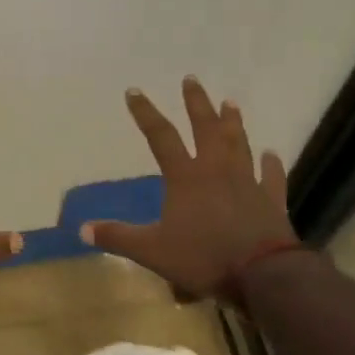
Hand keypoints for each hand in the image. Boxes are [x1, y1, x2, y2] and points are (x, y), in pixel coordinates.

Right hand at [80, 77, 298, 300]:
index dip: (145, 113)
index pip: (161, 137)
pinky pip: (272, 177)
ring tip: (230, 102)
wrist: (262, 274)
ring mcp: (247, 182)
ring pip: (239, 144)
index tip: (134, 91)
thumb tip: (82, 229)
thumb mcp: (152, 251)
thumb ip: (118, 238)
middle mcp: (216, 170)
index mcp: (185, 177)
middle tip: (191, 79)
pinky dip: (271, 164)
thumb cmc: (203, 257)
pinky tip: (272, 154)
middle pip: (205, 128)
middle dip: (196, 103)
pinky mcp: (271, 200)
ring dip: (233, 123)